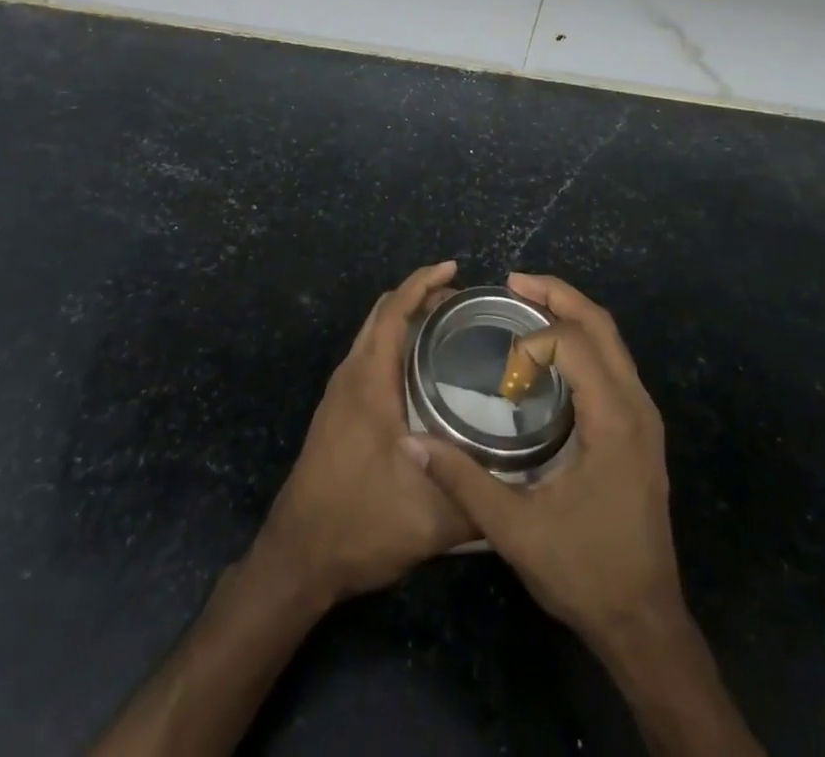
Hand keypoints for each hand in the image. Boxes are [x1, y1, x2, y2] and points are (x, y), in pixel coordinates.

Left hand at [254, 261, 472, 605]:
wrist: (298, 556)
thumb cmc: (360, 524)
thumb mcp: (432, 519)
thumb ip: (481, 498)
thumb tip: (526, 480)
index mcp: (369, 381)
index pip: (393, 310)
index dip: (423, 282)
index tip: (454, 269)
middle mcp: (351, 376)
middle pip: (382, 314)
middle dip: (419, 296)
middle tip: (462, 303)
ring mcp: (340, 393)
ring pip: (372, 335)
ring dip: (405, 320)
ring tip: (448, 329)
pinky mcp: (337, 412)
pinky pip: (368, 357)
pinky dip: (394, 344)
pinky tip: (421, 373)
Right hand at [409, 273, 684, 646]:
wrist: (644, 623)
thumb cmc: (583, 572)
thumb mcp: (514, 530)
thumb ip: (462, 480)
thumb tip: (411, 444)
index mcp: (614, 420)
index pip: (574, 343)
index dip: (533, 340)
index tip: (501, 367)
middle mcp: (637, 406)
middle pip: (602, 325)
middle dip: (558, 296)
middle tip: (513, 282)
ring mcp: (645, 417)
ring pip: (613, 340)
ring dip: (572, 314)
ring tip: (527, 305)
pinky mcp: (641, 430)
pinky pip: (614, 362)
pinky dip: (583, 341)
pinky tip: (550, 355)